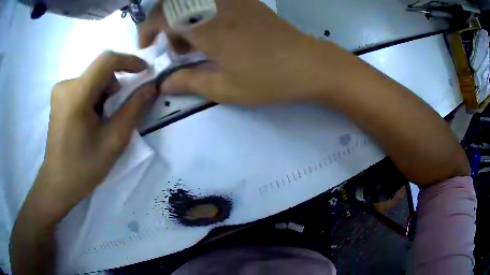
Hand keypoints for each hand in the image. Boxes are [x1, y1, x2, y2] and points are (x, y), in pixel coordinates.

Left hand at [36, 51, 156, 213]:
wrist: (58, 183)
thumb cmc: (84, 167)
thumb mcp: (114, 141)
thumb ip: (134, 109)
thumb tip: (151, 86)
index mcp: (76, 94)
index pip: (107, 61)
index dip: (129, 61)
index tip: (145, 72)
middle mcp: (65, 85)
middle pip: (100, 72)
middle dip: (115, 88)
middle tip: (117, 114)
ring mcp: (60, 91)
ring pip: (92, 80)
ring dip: (104, 95)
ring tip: (101, 122)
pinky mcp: (58, 98)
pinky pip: (83, 87)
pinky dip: (94, 98)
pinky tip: (90, 121)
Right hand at [139, 0, 349, 104]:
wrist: (309, 64)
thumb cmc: (268, 78)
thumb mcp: (225, 87)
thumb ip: (189, 82)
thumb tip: (163, 85)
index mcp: (207, 26)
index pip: (163, 15)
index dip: (147, 28)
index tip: (146, 45)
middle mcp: (217, 6)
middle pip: (175, 4)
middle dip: (166, 25)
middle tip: (177, 50)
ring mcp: (234, 0)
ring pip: (193, 1)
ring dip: (184, 20)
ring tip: (196, 45)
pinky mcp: (247, 1)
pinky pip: (213, 1)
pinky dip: (202, 13)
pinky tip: (214, 32)